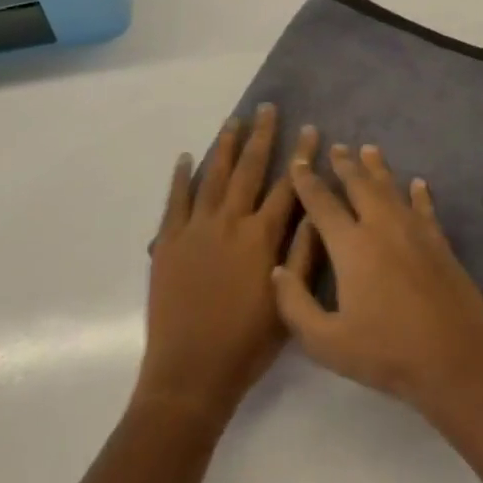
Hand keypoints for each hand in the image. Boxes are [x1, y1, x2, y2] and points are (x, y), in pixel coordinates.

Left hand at [137, 105, 317, 423]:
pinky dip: (181, 176)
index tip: (311, 130)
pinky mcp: (168, 241)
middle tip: (267, 108)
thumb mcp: (287, 305)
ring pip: (214, 175)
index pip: (288, 186)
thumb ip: (302, 256)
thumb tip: (314, 212)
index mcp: (261, 237)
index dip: (301, 156)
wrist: (189, 375)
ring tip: (234, 120)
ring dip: (225, 146)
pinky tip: (187, 157)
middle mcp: (230, 222)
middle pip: (250, 169)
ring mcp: (196, 228)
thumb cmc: (246, 345)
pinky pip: (176, 200)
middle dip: (262, 136)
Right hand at [272, 143, 482, 414]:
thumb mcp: (327, 343)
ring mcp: (413, 229)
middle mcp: (380, 225)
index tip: (299, 161)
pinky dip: (419, 192)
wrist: (454, 357)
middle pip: (359, 184)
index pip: (322, 203)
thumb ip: (296, 305)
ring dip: (377, 167)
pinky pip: (424, 206)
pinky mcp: (438, 240)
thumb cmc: (386, 352)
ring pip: (390, 187)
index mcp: (351, 246)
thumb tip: (278, 269)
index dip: (307, 181)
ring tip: (369, 149)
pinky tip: (418, 183)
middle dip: (345, 164)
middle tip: (336, 146)